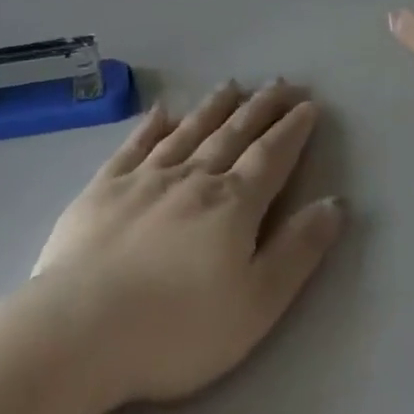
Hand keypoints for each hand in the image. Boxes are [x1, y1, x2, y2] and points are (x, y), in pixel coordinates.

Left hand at [32, 81, 343, 406]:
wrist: (78, 331)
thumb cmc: (176, 330)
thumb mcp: (255, 304)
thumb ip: (297, 251)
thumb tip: (335, 203)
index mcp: (232, 205)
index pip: (271, 156)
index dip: (293, 129)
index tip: (309, 103)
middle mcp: (193, 178)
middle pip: (234, 134)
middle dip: (260, 107)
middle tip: (279, 81)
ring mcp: (145, 179)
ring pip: (189, 131)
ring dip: (214, 106)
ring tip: (232, 85)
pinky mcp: (103, 189)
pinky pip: (135, 146)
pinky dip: (151, 126)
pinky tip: (161, 111)